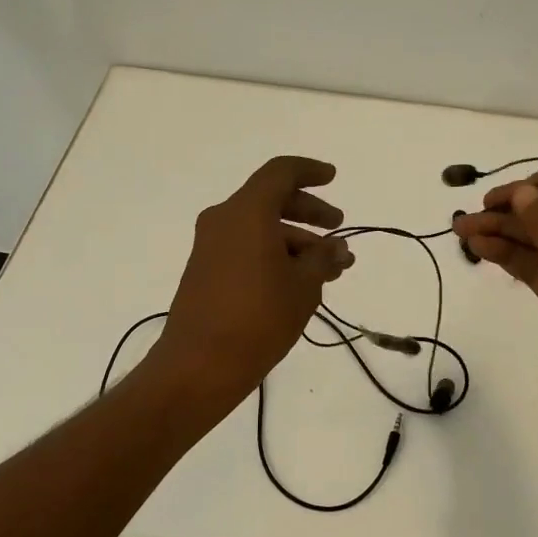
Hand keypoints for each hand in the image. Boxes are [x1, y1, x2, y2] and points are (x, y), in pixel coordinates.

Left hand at [149, 156, 354, 408]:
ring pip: (261, 228)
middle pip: (271, 200)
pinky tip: (301, 283)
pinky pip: (247, 247)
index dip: (310, 171)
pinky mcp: (206, 270)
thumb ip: (323, 259)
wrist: (199, 365)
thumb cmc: (258, 318)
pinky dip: (275, 254)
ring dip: (297, 241)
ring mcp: (211, 246)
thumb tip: (336, 248)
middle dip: (310, 213)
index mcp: (247, 212)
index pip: (280, 173)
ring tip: (330, 270)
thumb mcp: (304, 286)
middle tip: (338, 229)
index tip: (332, 178)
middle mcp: (224, 220)